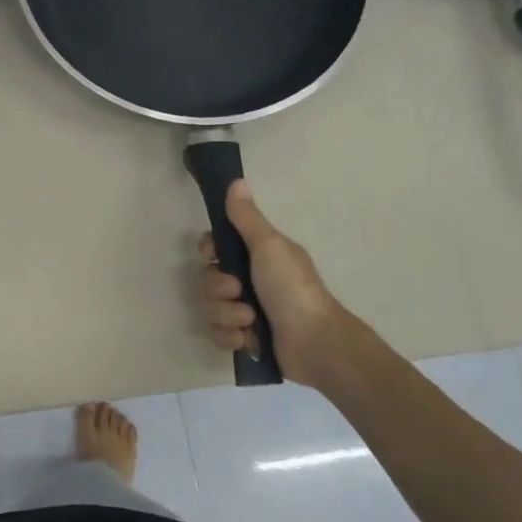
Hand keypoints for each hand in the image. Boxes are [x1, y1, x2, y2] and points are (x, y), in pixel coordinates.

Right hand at [198, 181, 354, 388]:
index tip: (213, 254)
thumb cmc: (292, 287)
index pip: (216, 248)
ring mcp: (245, 312)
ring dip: (227, 315)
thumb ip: (246, 217)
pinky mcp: (244, 340)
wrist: (314, 341)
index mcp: (257, 256)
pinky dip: (231, 338)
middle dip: (218, 289)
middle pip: (208, 280)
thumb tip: (236, 181)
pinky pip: (217, 335)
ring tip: (250, 320)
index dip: (209, 251)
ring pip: (210, 309)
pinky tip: (247, 339)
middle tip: (238, 291)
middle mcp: (249, 282)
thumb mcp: (269, 245)